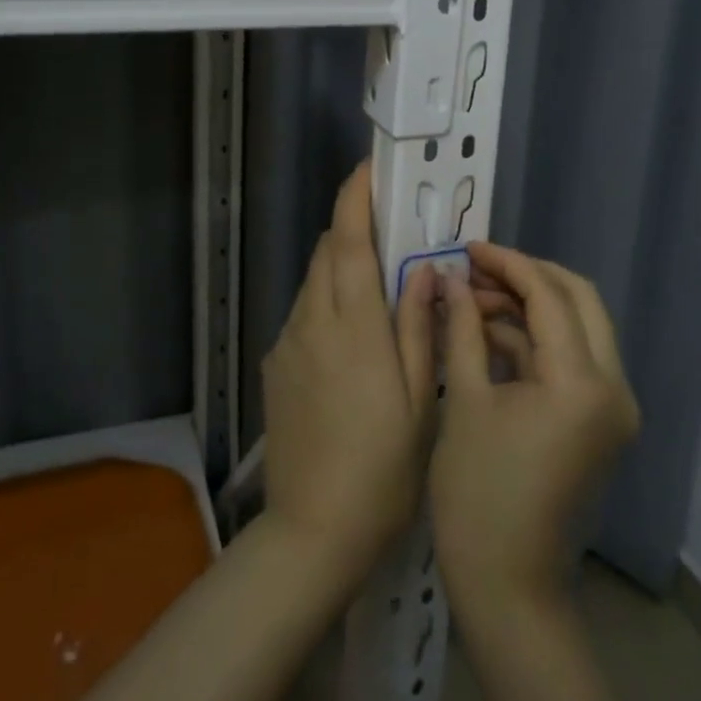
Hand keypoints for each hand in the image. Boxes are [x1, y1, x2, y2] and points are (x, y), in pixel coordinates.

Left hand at [261, 161, 435, 583]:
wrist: (313, 531)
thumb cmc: (382, 468)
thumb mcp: (417, 398)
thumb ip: (418, 325)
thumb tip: (424, 269)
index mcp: (353, 327)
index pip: (347, 243)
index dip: (354, 199)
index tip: (368, 169)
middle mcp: (311, 323)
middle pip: (325, 254)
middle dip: (351, 230)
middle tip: (389, 231)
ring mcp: (287, 343)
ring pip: (312, 282)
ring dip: (339, 267)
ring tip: (376, 285)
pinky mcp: (275, 366)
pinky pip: (303, 313)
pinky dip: (327, 302)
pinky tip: (352, 336)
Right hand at [430, 242, 639, 618]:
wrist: (509, 587)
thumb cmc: (478, 495)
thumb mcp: (465, 400)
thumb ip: (462, 328)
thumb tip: (452, 279)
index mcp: (581, 382)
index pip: (550, 295)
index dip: (507, 263)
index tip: (467, 246)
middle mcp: (613, 387)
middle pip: (579, 300)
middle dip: (526, 276)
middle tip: (475, 268)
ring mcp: (612, 407)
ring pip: (578, 328)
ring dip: (529, 307)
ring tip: (470, 299)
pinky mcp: (599, 422)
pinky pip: (572, 360)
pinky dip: (535, 340)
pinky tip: (487, 333)